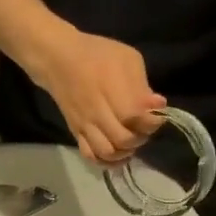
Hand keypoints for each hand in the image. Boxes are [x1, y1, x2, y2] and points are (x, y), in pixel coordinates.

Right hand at [29, 31, 166, 163]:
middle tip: (143, 128)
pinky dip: (106, 161)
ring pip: (108, 152)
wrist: (57, 58)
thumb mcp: (127, 58)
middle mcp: (98, 111)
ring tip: (131, 142)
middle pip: (124, 139)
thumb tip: (158, 105)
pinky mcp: (76, 132)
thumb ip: (143, 84)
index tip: (157, 115)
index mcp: (111, 89)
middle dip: (141, 137)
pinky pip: (91, 156)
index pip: (136, 117)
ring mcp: (85, 124)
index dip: (151, 121)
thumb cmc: (97, 54)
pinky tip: (117, 154)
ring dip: (125, 152)